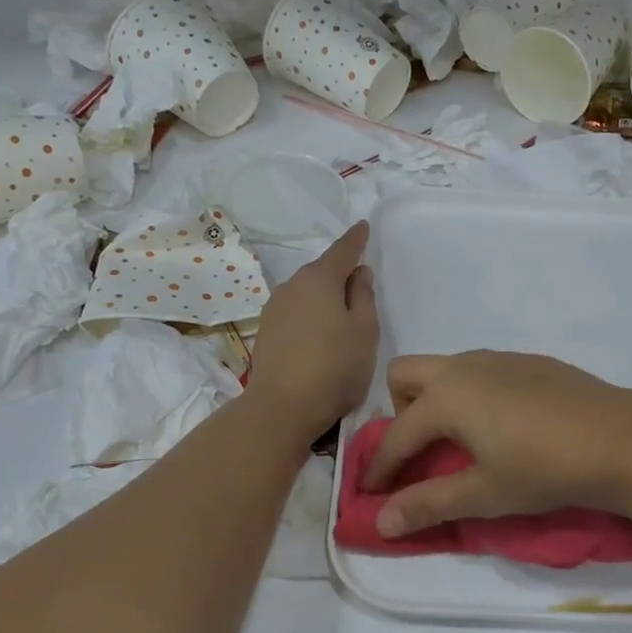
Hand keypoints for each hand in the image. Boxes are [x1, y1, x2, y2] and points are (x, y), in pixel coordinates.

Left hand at [247, 222, 378, 437]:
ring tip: (340, 317)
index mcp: (320, 279)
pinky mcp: (266, 332)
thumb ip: (363, 296)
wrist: (283, 406)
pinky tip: (318, 336)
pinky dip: (309, 316)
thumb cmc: (335, 366)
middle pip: (321, 272)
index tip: (363, 227)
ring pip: (306, 293)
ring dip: (323, 298)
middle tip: (359, 286)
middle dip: (339, 274)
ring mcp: (274, 308)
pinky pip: (295, 313)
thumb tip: (358, 273)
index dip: (355, 239)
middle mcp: (292, 285)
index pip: (342, 250)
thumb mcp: (365, 330)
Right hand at [364, 351, 631, 538]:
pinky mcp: (530, 362)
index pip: (396, 435)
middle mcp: (465, 367)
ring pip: (446, 368)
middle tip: (421, 451)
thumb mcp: (484, 493)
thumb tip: (380, 523)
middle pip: (405, 375)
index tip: (371, 493)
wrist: (623, 439)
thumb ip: (429, 504)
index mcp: (446, 397)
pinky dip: (472, 394)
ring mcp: (500, 359)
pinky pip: (481, 370)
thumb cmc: (545, 469)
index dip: (380, 468)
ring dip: (436, 400)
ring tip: (461, 441)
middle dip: (399, 411)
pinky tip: (505, 427)